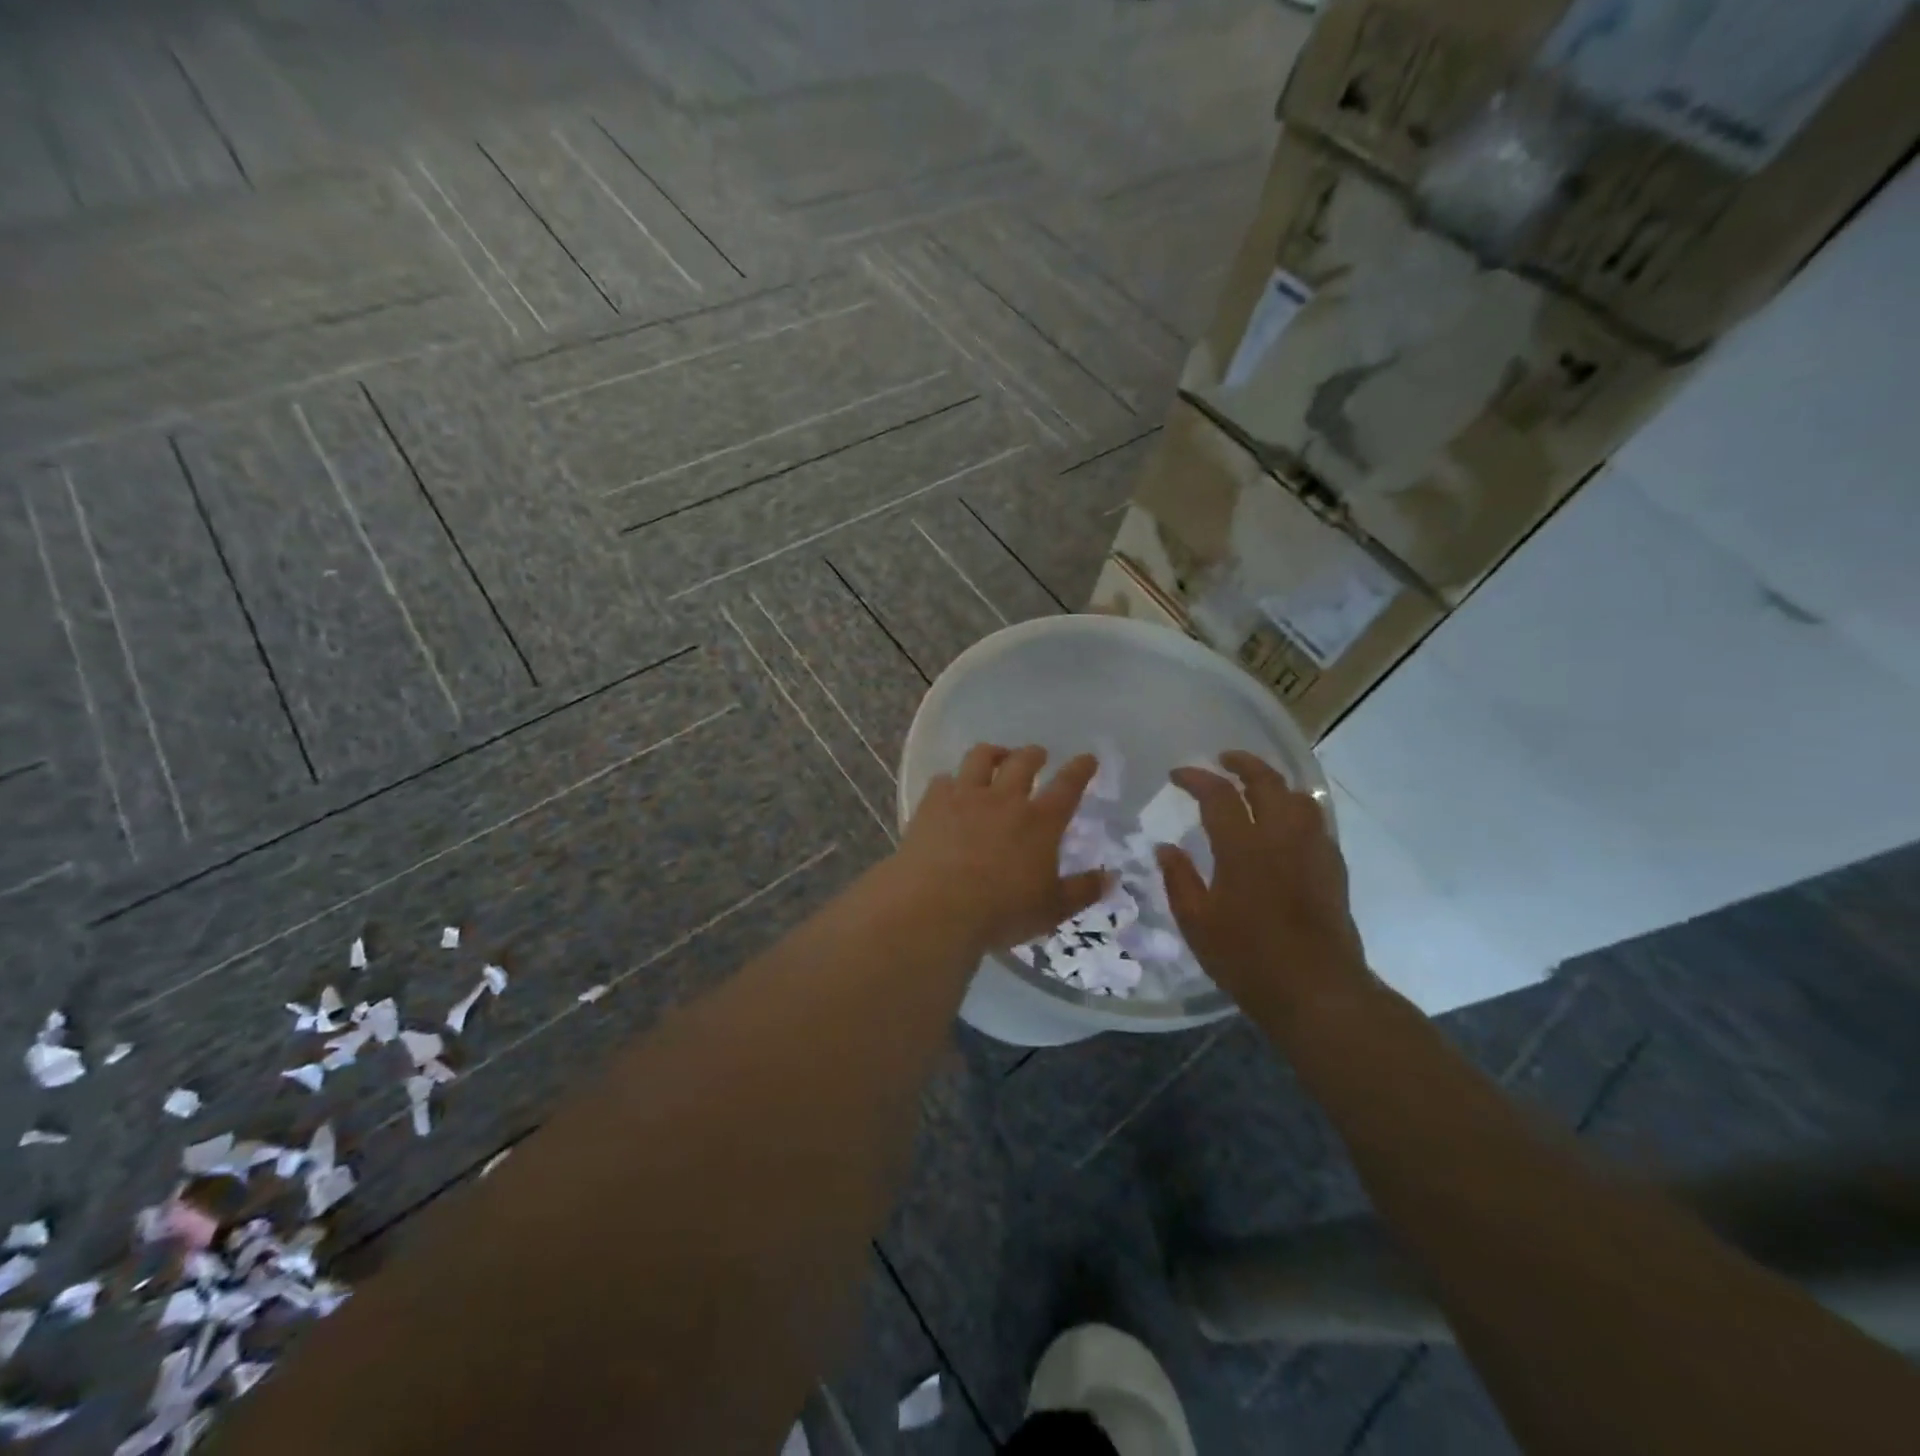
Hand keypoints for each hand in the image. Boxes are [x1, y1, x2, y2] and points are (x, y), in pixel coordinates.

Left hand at [892, 744, 1106, 954]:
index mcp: (1040, 821)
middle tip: (1038, 755)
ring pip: (981, 757)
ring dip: (994, 752)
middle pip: (1023, 762)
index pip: (1068, 786)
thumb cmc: (1001, 912)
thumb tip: (1112, 877)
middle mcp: (1005, 799)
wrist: (936, 908)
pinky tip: (951, 787)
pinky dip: (952, 780)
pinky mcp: (932, 804)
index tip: (1087, 758)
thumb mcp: (1051, 910)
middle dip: (1034, 754)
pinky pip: (943, 779)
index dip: (1080, 769)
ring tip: (996, 756)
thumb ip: (1083, 891)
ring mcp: (965, 797)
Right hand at [1154, 751, 1370, 1024]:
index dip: (1195, 778)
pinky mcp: (1333, 866)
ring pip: (1298, 797)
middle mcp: (1281, 837)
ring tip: (1256, 786)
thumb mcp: (1196, 923)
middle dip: (1242, 763)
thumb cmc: (1247, 958)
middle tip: (1223, 760)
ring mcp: (1313, 849)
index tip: (1177, 775)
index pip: (1218, 795)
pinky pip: (1315, 821)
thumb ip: (1179, 879)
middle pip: (1266, 781)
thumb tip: (1165, 847)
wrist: (1316, 989)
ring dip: (1274, 783)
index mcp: (1243, 848)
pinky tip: (1285, 823)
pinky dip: (1296, 808)